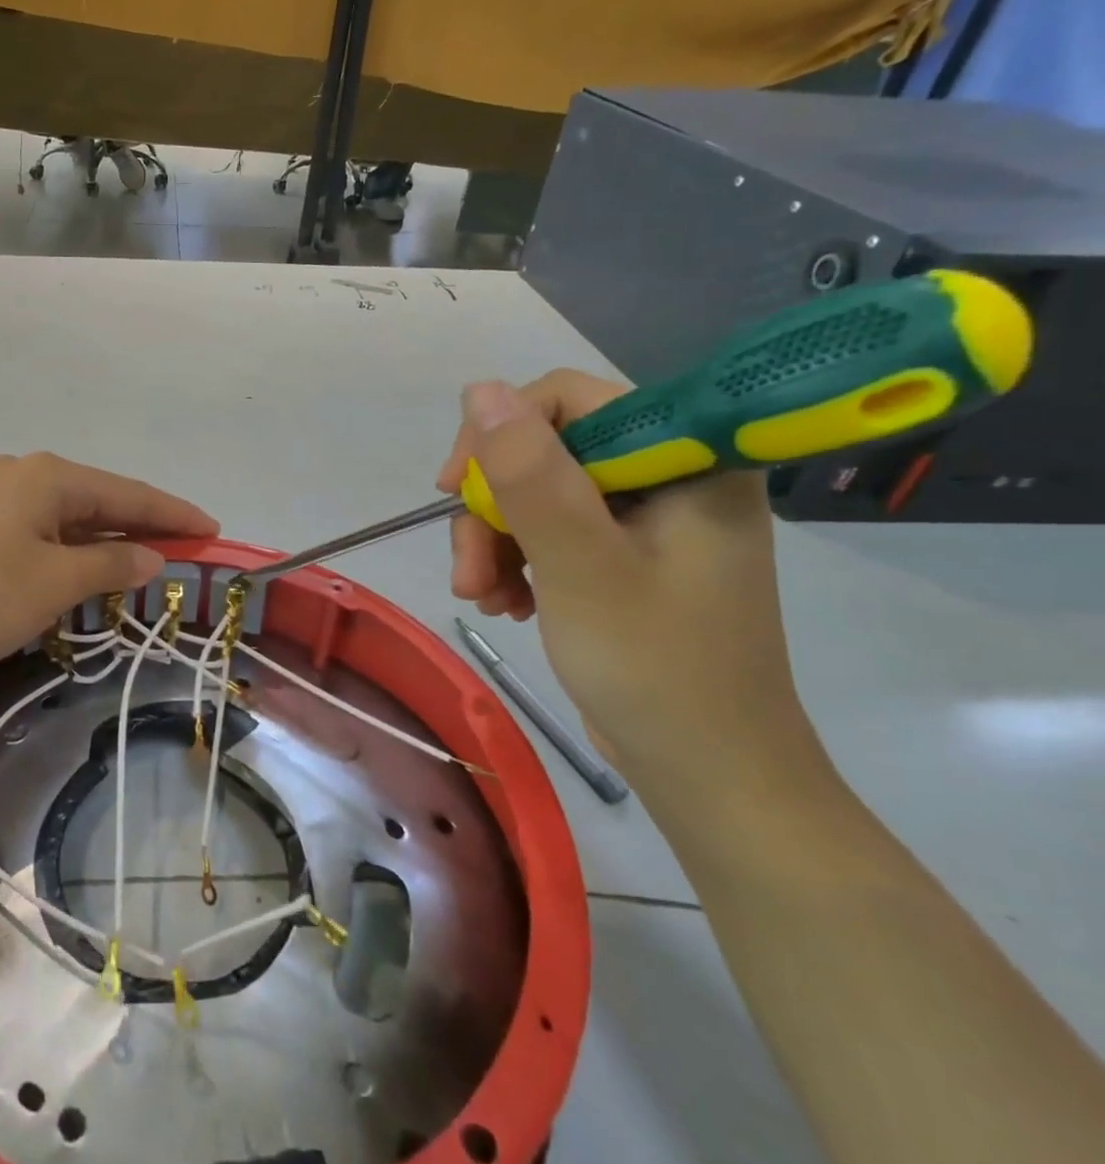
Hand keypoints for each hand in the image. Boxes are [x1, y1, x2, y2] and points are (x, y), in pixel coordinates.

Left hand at [0, 453, 216, 675]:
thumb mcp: (52, 583)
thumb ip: (108, 564)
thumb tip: (152, 555)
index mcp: (50, 477)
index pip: (130, 492)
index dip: (175, 513)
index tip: (213, 530)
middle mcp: (23, 476)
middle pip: (99, 501)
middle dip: (142, 528)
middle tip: (183, 553)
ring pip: (66, 520)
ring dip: (103, 543)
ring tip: (140, 567)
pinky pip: (38, 534)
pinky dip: (67, 553)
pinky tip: (77, 573)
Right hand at [436, 372, 826, 805]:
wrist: (710, 774)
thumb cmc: (654, 667)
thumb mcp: (580, 564)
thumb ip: (530, 474)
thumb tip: (480, 389)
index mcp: (686, 459)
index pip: (570, 401)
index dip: (500, 434)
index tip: (454, 490)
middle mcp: (671, 476)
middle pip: (546, 452)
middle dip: (494, 509)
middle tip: (468, 572)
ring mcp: (649, 519)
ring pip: (539, 494)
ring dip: (496, 542)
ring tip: (484, 599)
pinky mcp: (628, 557)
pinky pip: (553, 531)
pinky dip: (518, 562)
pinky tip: (509, 604)